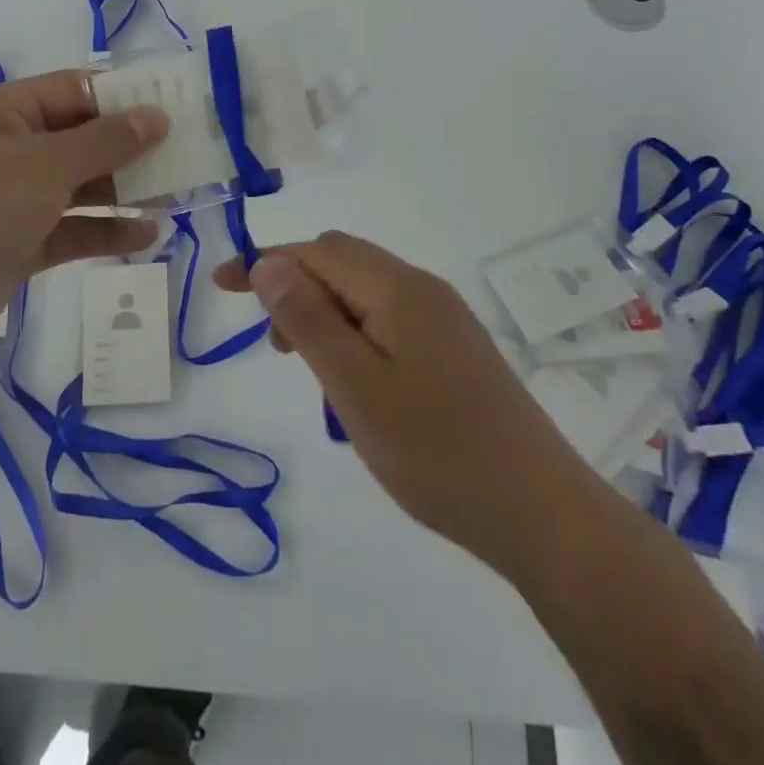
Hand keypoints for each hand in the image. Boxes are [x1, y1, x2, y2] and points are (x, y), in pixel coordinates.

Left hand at [0, 70, 166, 375]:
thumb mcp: (44, 166)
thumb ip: (105, 141)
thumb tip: (156, 116)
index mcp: (3, 113)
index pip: (75, 90)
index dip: (124, 98)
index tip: (175, 109)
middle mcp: (6, 149)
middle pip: (80, 139)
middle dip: (130, 149)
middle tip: (186, 157)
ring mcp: (9, 200)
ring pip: (78, 186)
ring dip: (123, 191)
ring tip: (176, 196)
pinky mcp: (14, 245)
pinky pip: (69, 229)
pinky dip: (104, 230)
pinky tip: (147, 236)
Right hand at [215, 232, 564, 556]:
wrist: (541, 513)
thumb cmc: (436, 450)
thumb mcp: (354, 386)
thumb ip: (307, 319)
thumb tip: (267, 263)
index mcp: (397, 287)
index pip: (318, 251)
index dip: (266, 261)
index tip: (221, 286)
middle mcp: (423, 289)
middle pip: (342, 262)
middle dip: (296, 287)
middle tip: (274, 345)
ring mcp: (445, 318)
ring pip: (365, 293)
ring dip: (326, 314)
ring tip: (315, 374)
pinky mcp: (456, 349)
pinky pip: (390, 319)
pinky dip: (356, 334)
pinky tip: (357, 384)